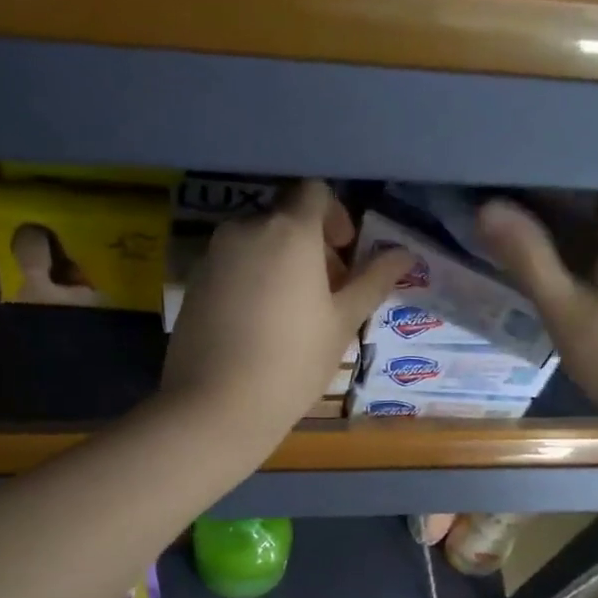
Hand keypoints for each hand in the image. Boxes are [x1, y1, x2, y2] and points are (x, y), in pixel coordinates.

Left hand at [163, 180, 412, 443]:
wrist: (216, 405)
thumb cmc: (293, 362)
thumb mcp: (343, 323)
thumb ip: (373, 281)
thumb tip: (405, 253)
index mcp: (289, 231)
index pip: (315, 192)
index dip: (336, 216)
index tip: (345, 254)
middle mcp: (246, 229)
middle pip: (284, 218)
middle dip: (310, 244)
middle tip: (326, 292)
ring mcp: (213, 255)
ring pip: (256, 242)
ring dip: (280, 262)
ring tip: (293, 312)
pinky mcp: (192, 282)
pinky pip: (231, 265)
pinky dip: (251, 279)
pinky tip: (259, 324)